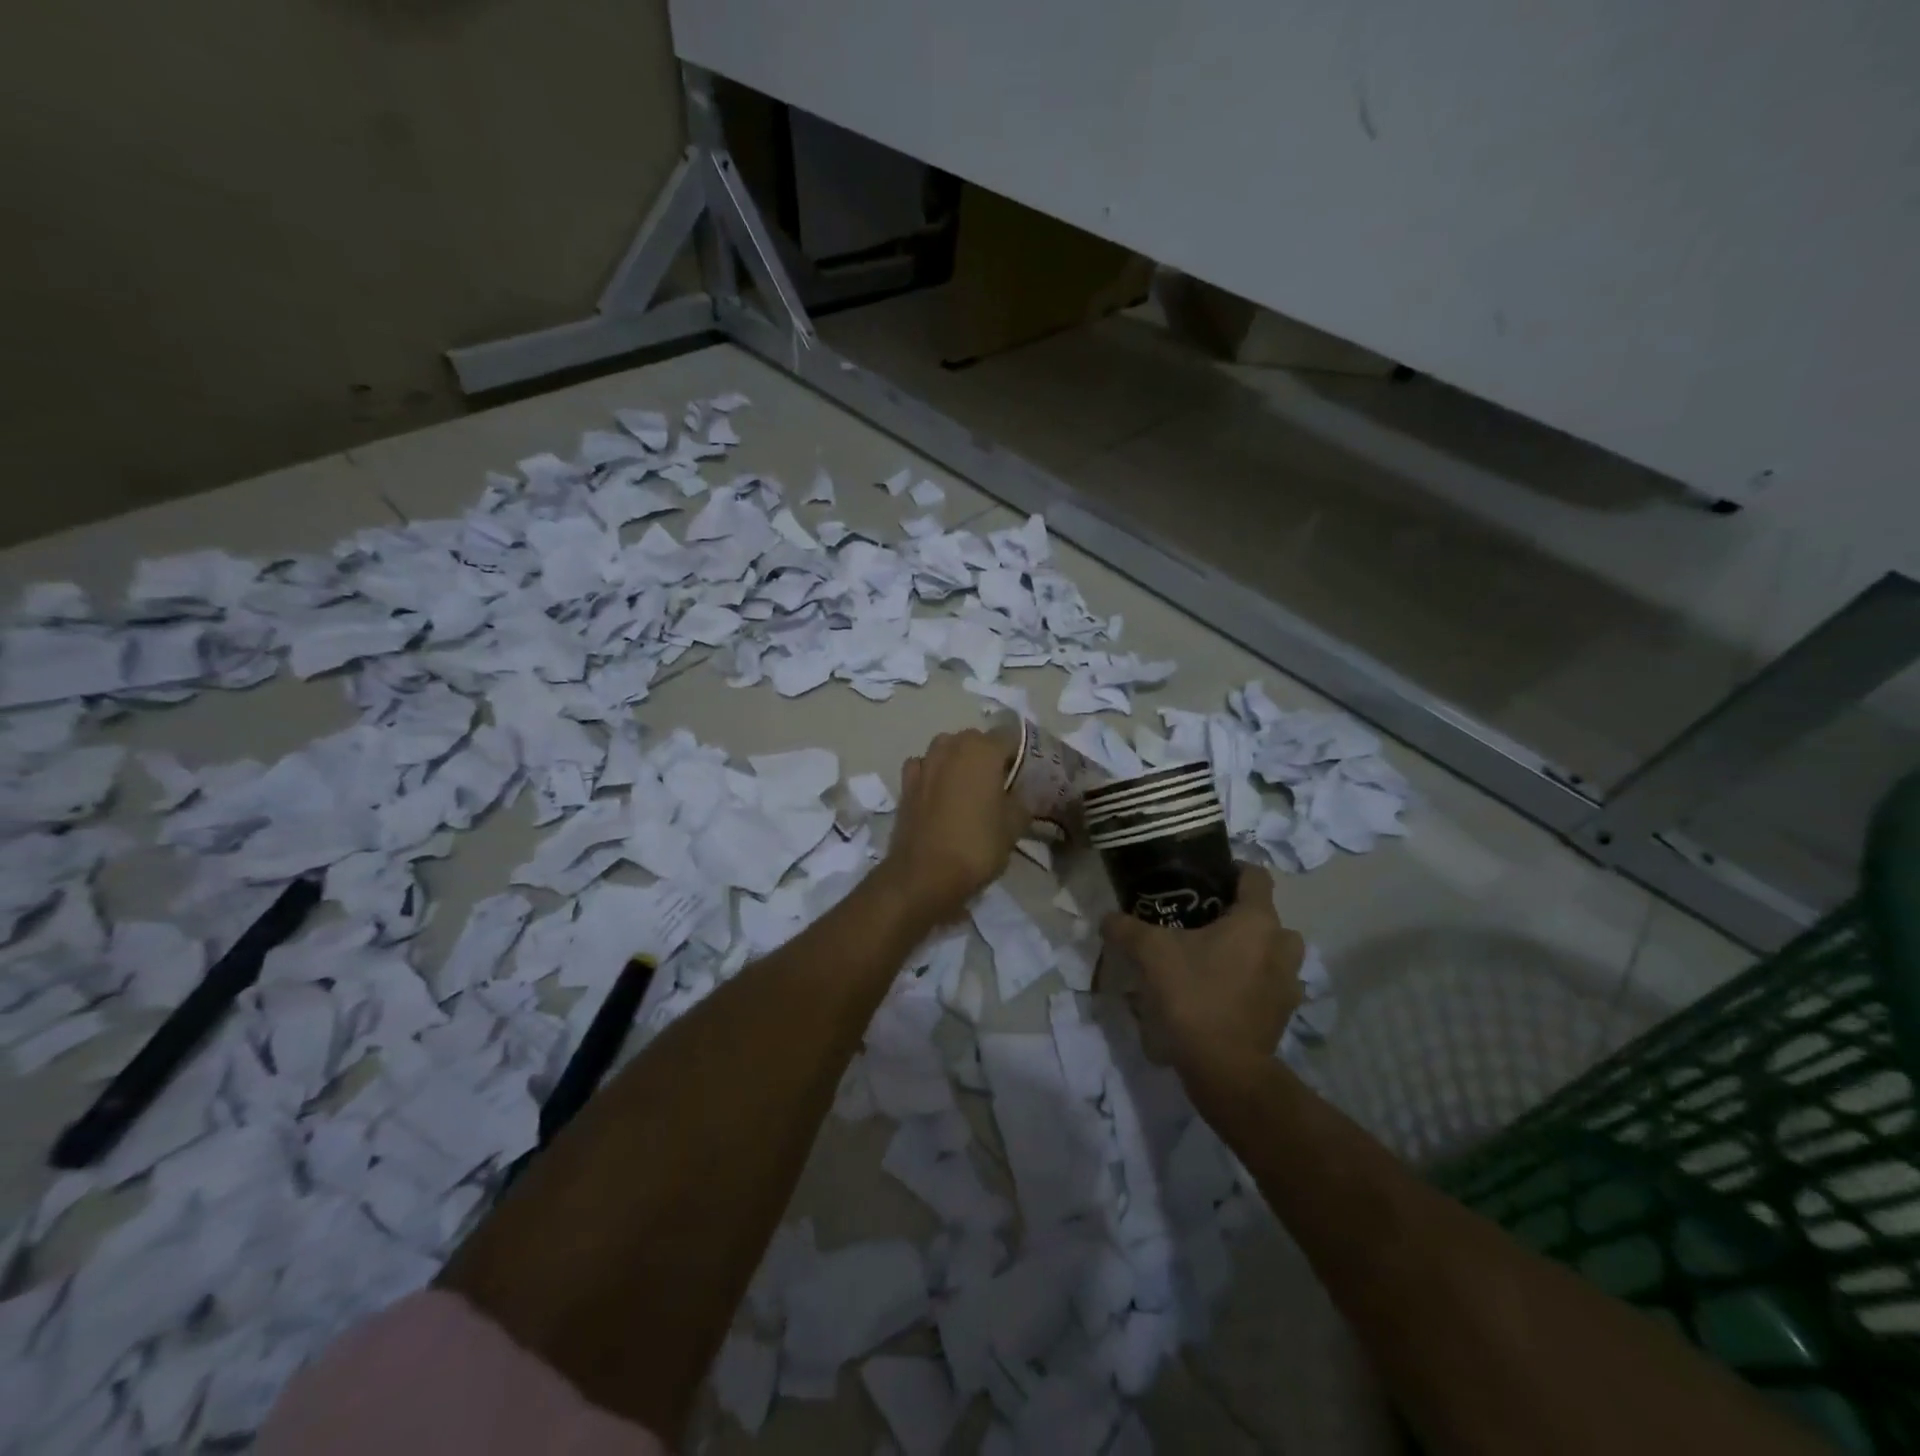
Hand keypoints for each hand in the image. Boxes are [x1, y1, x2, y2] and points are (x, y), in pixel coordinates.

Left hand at [884, 730, 1032, 924]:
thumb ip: (1024, 800)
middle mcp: (951, 747)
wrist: (923, 875)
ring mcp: (924, 763)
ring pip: (947, 749)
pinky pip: (924, 767)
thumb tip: (1024, 792)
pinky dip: (933, 774)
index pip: (1010, 736)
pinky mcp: (905, 784)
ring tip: (970, 788)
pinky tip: (940, 794)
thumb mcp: (1014, 825)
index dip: (1021, 753)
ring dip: (959, 761)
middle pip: (976, 740)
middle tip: (1001, 783)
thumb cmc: (977, 846)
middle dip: (989, 755)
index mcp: (982, 750)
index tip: (1027, 774)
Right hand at [1100, 865, 1304, 1078]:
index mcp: (1256, 920)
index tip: (1203, 878)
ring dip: (1252, 949)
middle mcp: (1281, 945)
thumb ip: (1126, 928)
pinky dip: (1253, 981)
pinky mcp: (1284, 1012)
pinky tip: (1223, 990)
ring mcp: (1289, 982)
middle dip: (1240, 914)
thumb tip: (1107, 917)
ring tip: (1214, 957)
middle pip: (1266, 915)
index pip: (1255, 875)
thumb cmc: (1193, 996)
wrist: (1225, 1068)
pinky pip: (1271, 983)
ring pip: (1273, 951)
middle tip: (1203, 921)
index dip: (1231, 870)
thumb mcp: (1150, 954)